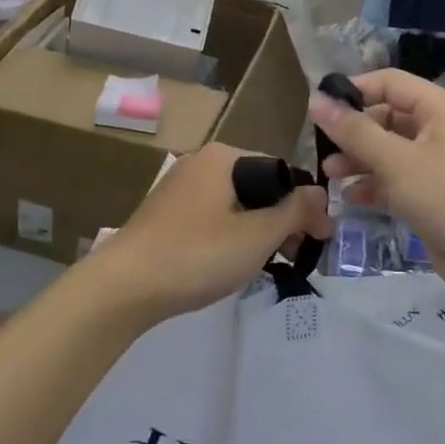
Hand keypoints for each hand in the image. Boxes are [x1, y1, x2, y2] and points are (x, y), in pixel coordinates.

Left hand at [90, 142, 330, 320]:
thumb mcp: (258, 235)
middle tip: (295, 255)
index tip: (320, 237)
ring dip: (257, 230)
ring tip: (266, 264)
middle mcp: (200, 163)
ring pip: (234, 204)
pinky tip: (230, 263)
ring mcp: (179, 188)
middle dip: (281, 220)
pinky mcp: (165, 214)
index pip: (279, 172)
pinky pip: (211, 217)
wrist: (123, 286)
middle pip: (257, 187)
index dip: (304, 205)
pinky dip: (229, 235)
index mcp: (223, 157)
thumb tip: (320, 193)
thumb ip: (294, 210)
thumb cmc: (198, 254)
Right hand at [309, 69, 444, 304]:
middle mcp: (442, 129)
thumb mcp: (396, 161)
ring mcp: (441, 164)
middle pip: (389, 117)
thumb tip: (316, 100)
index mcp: (441, 107)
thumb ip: (354, 131)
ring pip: (391, 150)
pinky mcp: (437, 195)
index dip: (354, 89)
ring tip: (330, 174)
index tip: (318, 106)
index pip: (390, 82)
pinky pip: (399, 180)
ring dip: (360, 159)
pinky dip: (376, 185)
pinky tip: (351, 198)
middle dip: (355, 131)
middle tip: (321, 147)